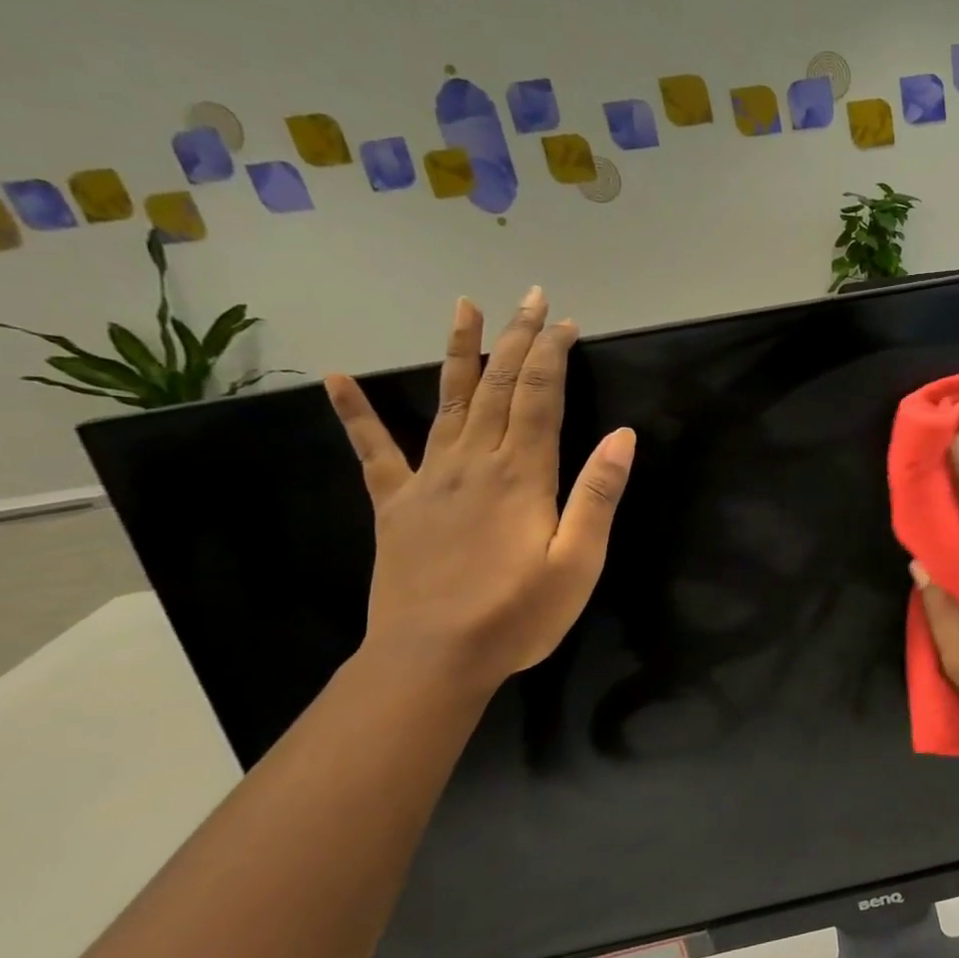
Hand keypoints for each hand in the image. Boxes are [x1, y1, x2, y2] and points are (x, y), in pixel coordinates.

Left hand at [325, 287, 634, 692]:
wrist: (432, 659)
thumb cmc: (518, 615)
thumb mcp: (579, 562)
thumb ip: (598, 495)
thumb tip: (624, 436)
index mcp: (522, 474)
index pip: (541, 397)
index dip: (554, 355)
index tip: (566, 323)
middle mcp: (474, 462)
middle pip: (499, 386)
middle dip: (518, 339)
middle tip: (531, 298)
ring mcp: (429, 479)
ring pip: (448, 401)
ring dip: (459, 352)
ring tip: (465, 307)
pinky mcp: (396, 505)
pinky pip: (374, 452)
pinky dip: (355, 415)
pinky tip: (335, 380)